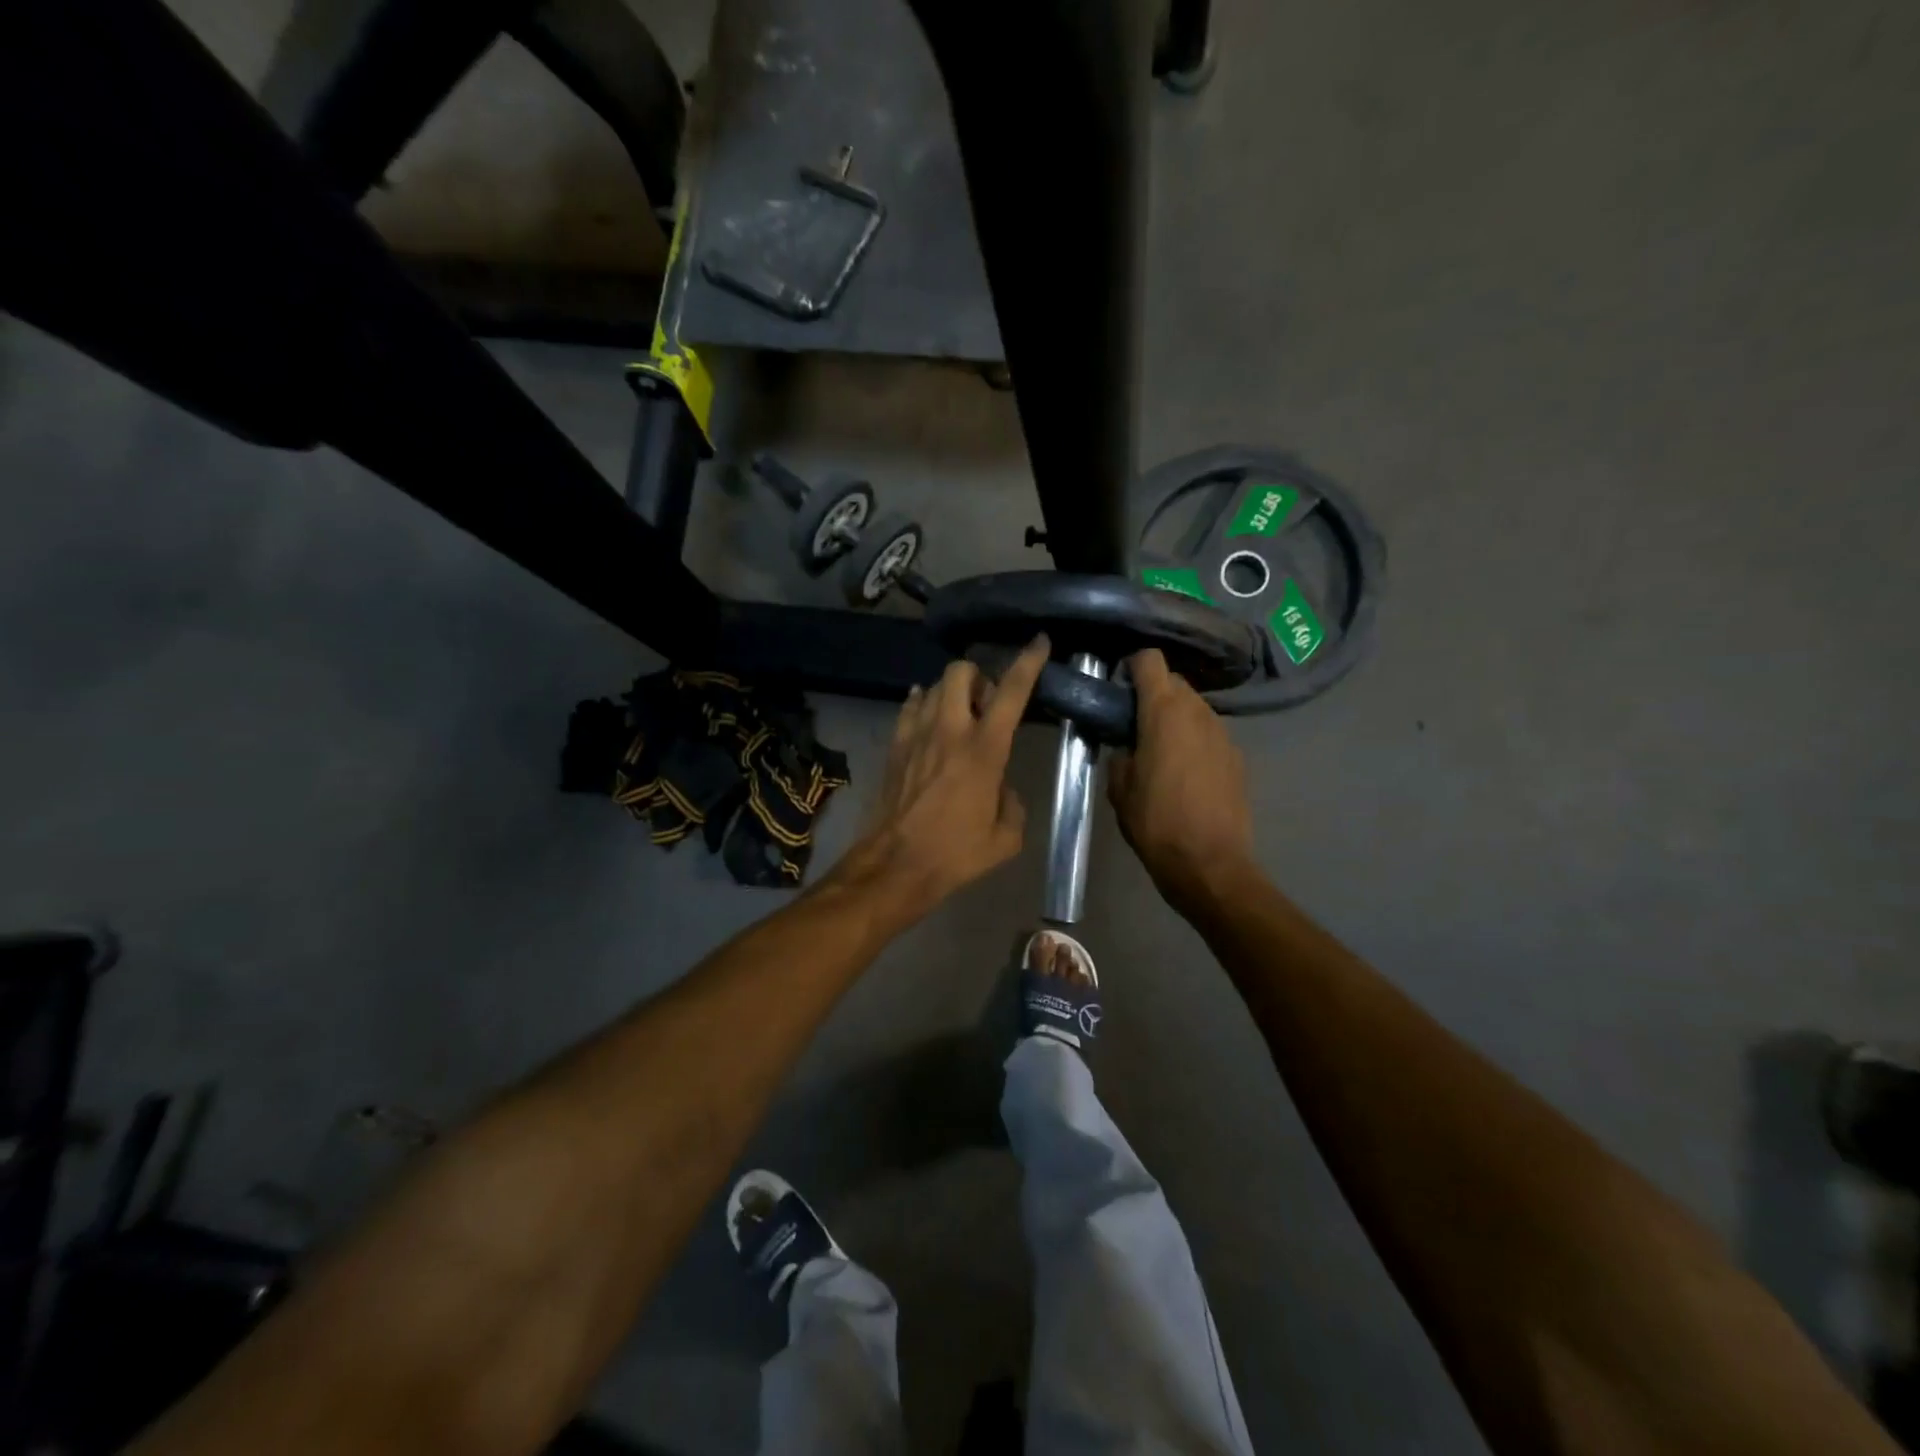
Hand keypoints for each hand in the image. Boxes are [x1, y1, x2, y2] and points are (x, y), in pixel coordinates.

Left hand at [836, 637, 1049, 919]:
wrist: (895, 865)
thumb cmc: (956, 854)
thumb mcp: (1005, 837)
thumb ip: (1011, 802)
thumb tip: (1000, 787)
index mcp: (985, 749)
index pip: (1010, 692)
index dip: (1027, 662)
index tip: (1039, 641)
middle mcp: (949, 730)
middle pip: (959, 671)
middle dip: (977, 675)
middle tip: (986, 703)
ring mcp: (916, 734)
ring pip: (932, 686)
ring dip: (950, 692)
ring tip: (959, 715)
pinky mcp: (894, 746)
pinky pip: (908, 707)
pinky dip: (922, 703)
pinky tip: (929, 717)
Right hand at [1107, 649, 1254, 908]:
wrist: (1210, 863)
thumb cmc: (1155, 822)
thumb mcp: (1119, 789)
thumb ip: (1121, 755)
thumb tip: (1129, 747)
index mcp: (1163, 712)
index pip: (1150, 660)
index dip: (1132, 666)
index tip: (1119, 686)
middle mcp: (1198, 712)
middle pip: (1175, 683)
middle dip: (1154, 694)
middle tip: (1135, 723)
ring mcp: (1223, 733)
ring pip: (1195, 708)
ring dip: (1176, 718)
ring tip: (1161, 749)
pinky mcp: (1238, 757)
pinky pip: (1210, 734)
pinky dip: (1195, 740)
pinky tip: (1186, 772)